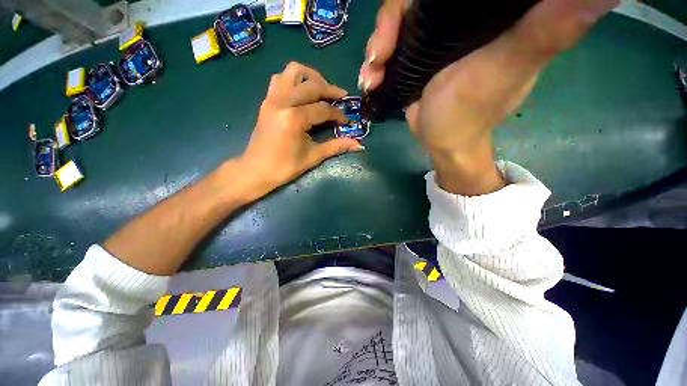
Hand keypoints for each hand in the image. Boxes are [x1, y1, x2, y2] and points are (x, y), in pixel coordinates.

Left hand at [239, 62, 363, 195]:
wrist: (256, 170)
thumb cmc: (285, 167)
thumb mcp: (313, 156)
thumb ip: (336, 146)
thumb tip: (359, 145)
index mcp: (294, 118)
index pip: (323, 109)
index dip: (338, 114)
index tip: (346, 121)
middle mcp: (282, 101)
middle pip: (312, 85)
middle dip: (330, 89)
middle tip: (341, 98)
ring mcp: (272, 98)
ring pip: (293, 71)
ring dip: (311, 77)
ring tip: (321, 90)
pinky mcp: (267, 100)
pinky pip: (281, 78)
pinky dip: (295, 80)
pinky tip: (303, 93)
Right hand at [359, 0, 617, 194]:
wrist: (442, 139)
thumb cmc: (470, 112)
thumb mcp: (507, 68)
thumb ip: (549, 28)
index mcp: (487, 10)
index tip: (411, 11)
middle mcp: (459, 14)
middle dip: (390, 23)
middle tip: (379, 56)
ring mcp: (432, 34)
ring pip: (396, 21)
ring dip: (377, 46)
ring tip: (371, 74)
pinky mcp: (414, 53)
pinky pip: (388, 46)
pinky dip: (375, 60)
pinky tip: (370, 80)